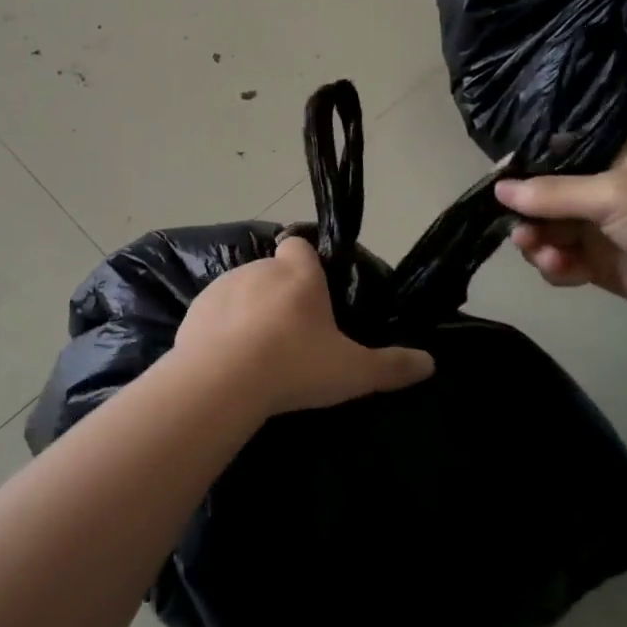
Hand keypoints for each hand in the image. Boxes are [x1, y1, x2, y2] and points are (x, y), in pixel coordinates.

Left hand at [172, 235, 434, 416]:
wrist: (222, 381)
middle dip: (280, 295)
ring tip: (258, 352)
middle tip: (292, 336)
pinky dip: (222, 328)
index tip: (313, 290)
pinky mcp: (196, 309)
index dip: (306, 262)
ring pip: (241, 291)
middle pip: (272, 272)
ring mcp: (223, 287)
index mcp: (298, 275)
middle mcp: (259, 270)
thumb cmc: (294, 366)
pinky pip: (214, 313)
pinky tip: (228, 359)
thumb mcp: (353, 372)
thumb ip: (392, 366)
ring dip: (249, 311)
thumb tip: (430, 363)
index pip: (300, 245)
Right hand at [494, 141, 626, 334]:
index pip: (553, 156)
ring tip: (546, 257)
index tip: (499, 189)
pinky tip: (564, 273)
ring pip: (547, 232)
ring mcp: (598, 229)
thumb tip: (498, 188)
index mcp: (609, 159)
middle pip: (541, 198)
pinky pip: (560, 262)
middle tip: (523, 235)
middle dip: (528, 216)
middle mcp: (599, 190)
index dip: (523, 171)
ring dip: (539, 244)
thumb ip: (552, 193)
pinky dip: (555, 267)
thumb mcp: (611, 196)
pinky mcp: (599, 264)